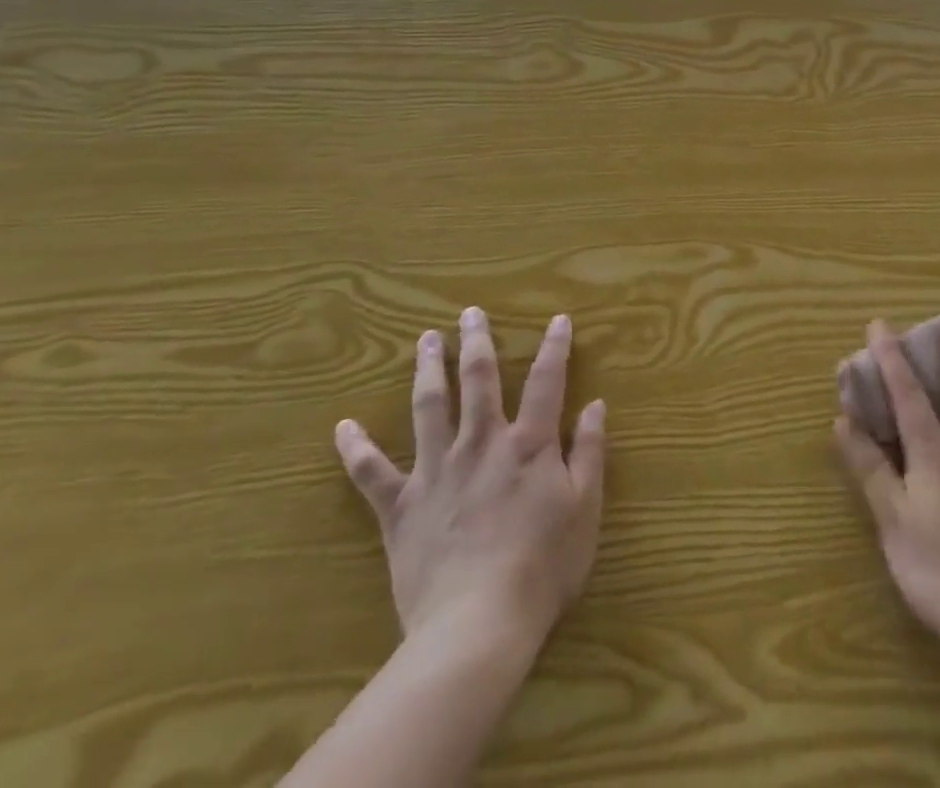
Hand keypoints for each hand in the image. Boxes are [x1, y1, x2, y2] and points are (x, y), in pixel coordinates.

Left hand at [334, 307, 606, 653]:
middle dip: (477, 341)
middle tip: (470, 313)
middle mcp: (481, 443)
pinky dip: (356, 449)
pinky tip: (343, 427)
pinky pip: (372, 473)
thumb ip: (589, 453)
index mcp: (528, 444)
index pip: (547, 381)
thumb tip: (596, 404)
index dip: (555, 347)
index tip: (558, 319)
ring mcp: (437, 470)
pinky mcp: (402, 505)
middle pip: (479, 378)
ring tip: (426, 339)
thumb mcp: (584, 509)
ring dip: (429, 368)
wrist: (476, 626)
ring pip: (430, 405)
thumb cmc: (542, 568)